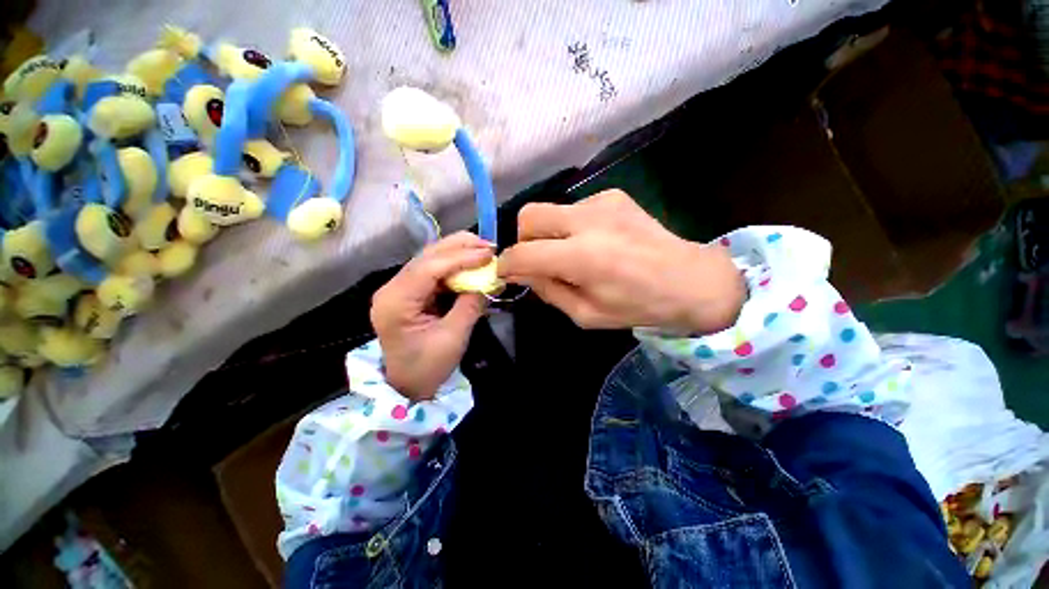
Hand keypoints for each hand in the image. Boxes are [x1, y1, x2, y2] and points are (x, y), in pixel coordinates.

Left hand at [371, 233, 491, 400]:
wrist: (408, 384)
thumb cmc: (428, 367)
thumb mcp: (453, 337)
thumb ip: (470, 305)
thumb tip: (489, 280)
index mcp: (396, 301)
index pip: (429, 268)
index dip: (461, 257)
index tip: (489, 254)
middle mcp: (393, 287)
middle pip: (427, 256)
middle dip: (460, 247)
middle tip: (490, 247)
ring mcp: (400, 287)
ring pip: (431, 258)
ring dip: (459, 252)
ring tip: (484, 251)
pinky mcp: (411, 291)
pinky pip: (435, 270)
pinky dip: (456, 265)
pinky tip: (472, 263)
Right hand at [498, 190, 744, 332]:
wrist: (691, 280)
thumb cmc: (639, 306)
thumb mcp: (586, 315)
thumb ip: (549, 291)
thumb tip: (524, 273)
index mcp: (583, 257)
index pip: (523, 253)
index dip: (507, 265)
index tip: (506, 273)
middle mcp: (588, 221)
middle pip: (529, 215)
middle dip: (523, 239)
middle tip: (538, 260)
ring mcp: (602, 202)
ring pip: (550, 210)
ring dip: (550, 234)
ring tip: (573, 254)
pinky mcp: (612, 195)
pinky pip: (574, 209)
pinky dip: (572, 227)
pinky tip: (595, 242)